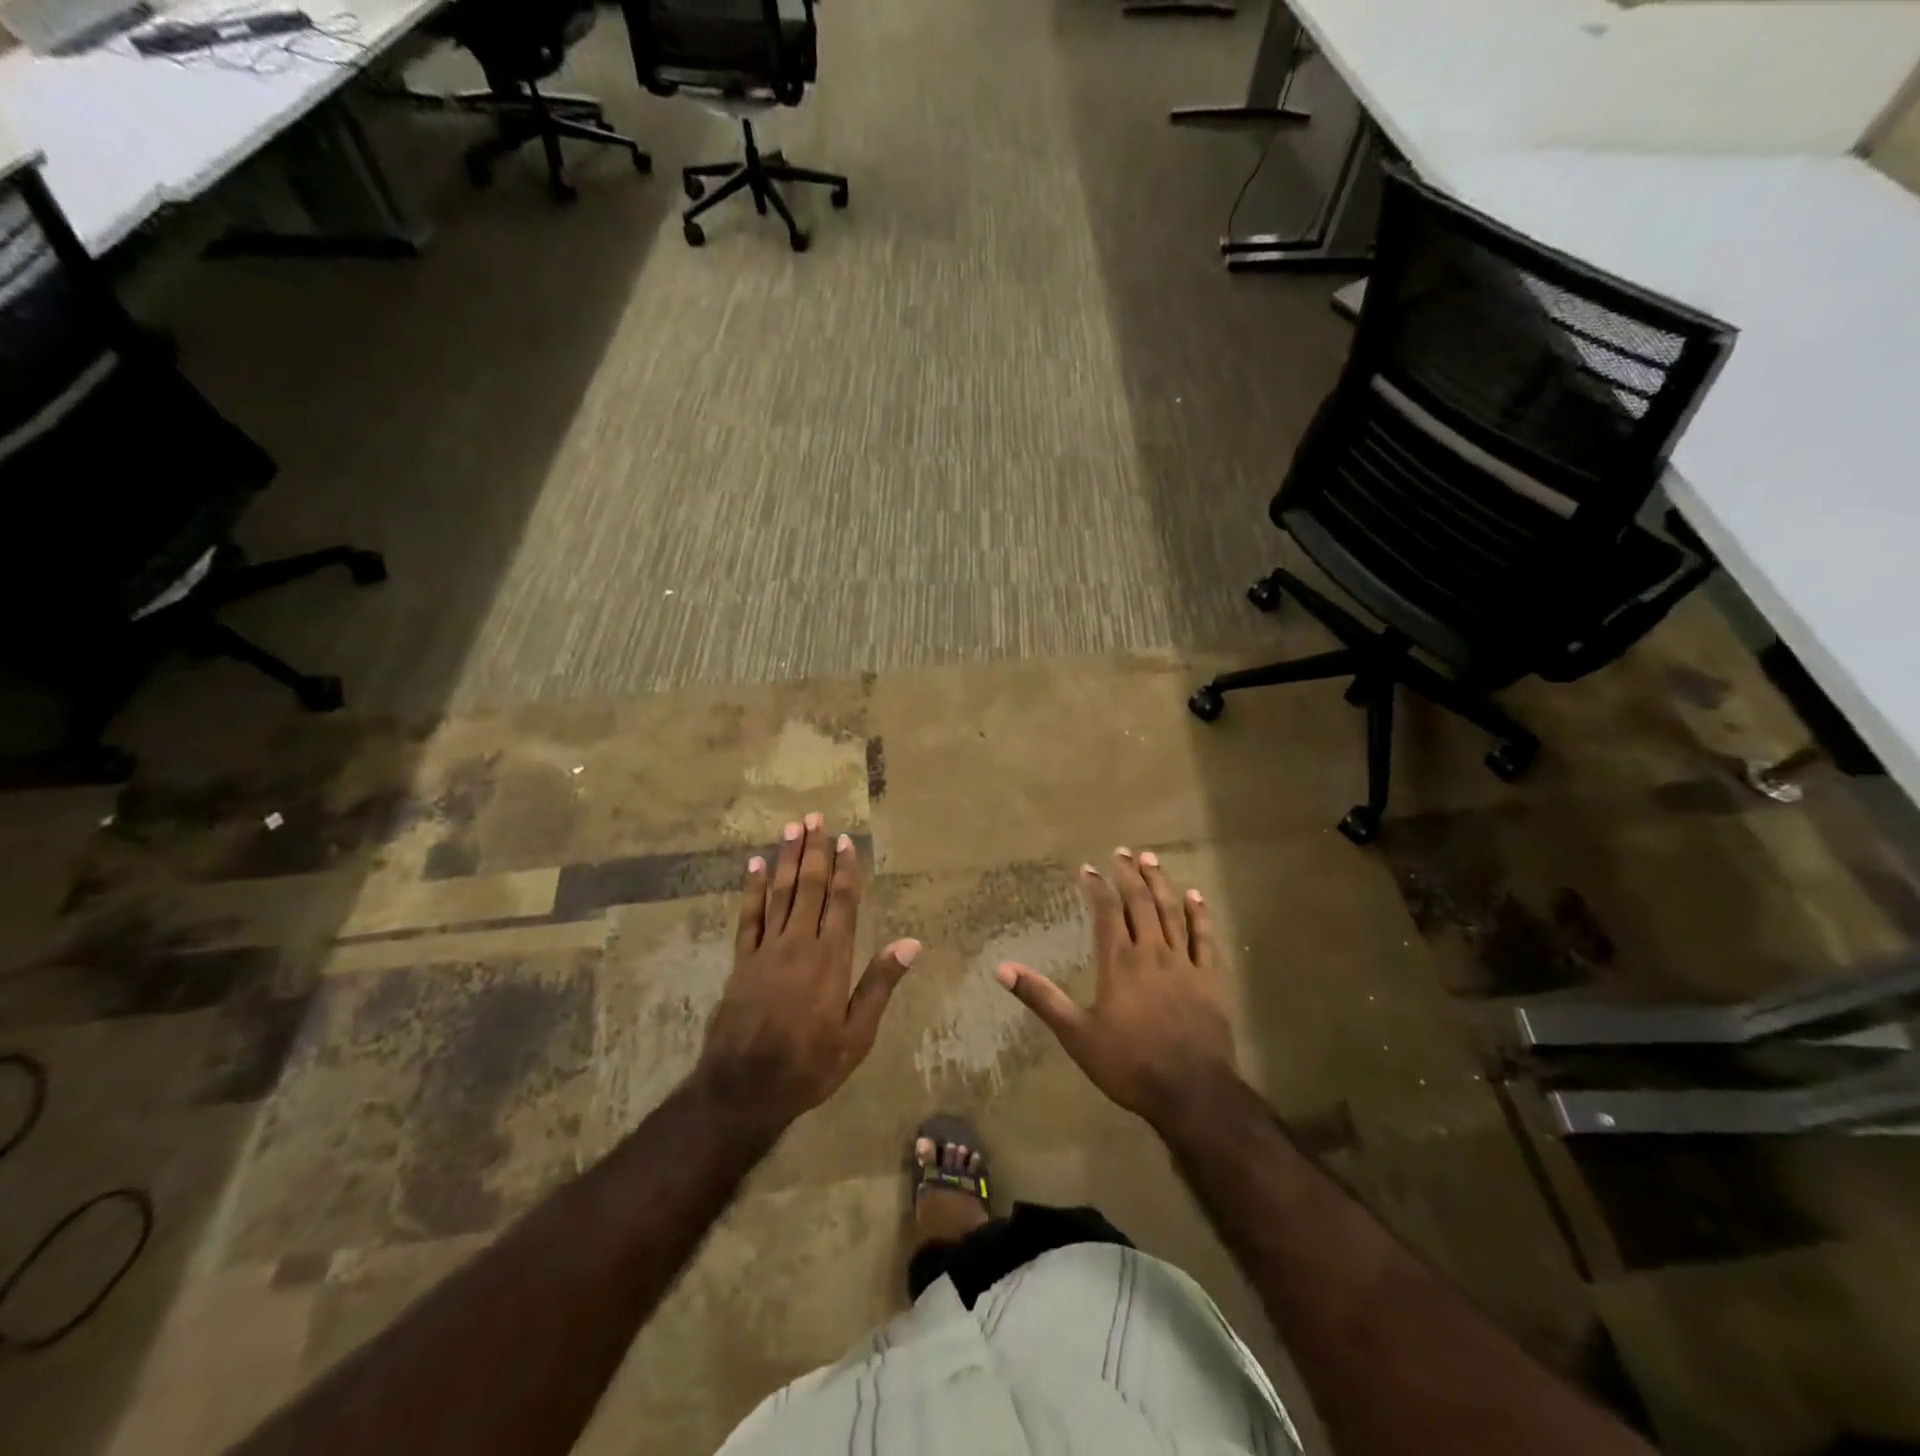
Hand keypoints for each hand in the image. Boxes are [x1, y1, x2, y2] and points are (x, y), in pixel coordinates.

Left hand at [698, 813, 920, 1125]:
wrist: (743, 1088)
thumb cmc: (809, 1065)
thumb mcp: (857, 1035)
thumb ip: (880, 984)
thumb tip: (912, 943)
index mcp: (831, 959)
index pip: (841, 902)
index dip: (845, 869)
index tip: (847, 839)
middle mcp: (799, 943)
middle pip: (809, 887)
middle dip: (814, 850)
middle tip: (815, 817)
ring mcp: (766, 950)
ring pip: (780, 893)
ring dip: (787, 859)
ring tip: (791, 828)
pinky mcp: (742, 961)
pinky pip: (748, 917)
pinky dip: (752, 890)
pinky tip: (755, 867)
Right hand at [996, 849, 1238, 1130]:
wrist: (1192, 1093)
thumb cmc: (1129, 1064)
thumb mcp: (1076, 1034)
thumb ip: (1041, 998)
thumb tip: (1002, 969)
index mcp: (1119, 963)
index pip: (1106, 913)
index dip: (1097, 887)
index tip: (1088, 868)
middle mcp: (1152, 953)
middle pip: (1141, 903)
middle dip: (1130, 875)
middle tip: (1122, 851)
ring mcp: (1185, 964)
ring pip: (1172, 912)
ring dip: (1161, 883)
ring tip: (1151, 859)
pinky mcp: (1211, 980)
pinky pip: (1204, 938)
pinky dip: (1200, 914)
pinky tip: (1195, 896)